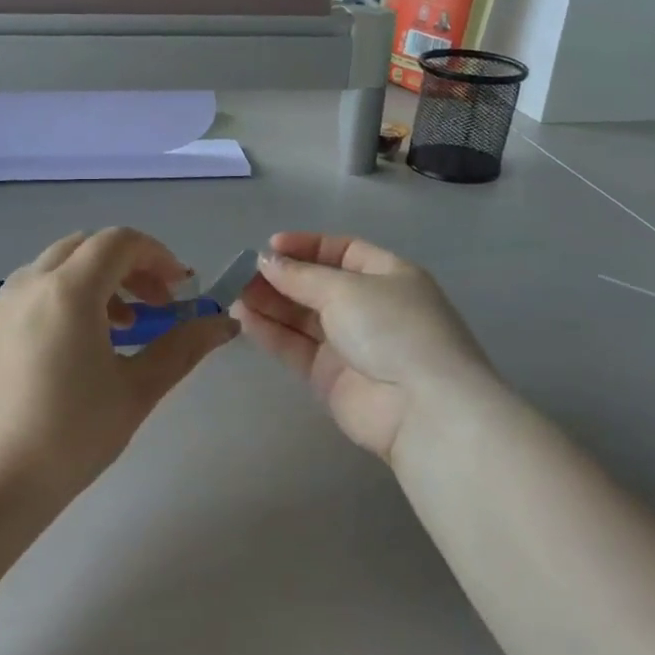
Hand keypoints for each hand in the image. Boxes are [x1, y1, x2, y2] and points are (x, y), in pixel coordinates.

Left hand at [0, 228, 237, 495]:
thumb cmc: (73, 436)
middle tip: (151, 307)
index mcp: (68, 291)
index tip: (178, 289)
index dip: (157, 256)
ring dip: (89, 284)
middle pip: (83, 247)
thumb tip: (225, 323)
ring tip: (112, 331)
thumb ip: (184, 347)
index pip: (119, 242)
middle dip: (125, 267)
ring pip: (49, 271)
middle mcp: (26, 285)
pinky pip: (20, 298)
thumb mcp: (138, 390)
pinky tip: (62, 353)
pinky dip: (52, 304)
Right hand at [233, 233, 494, 466]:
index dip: (306, 247)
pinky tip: (244, 319)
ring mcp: (351, 344)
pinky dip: (271, 333)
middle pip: (317, 285)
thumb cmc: (393, 328)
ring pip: (302, 318)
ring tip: (233, 294)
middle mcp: (370, 307)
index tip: (270, 246)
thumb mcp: (346, 289)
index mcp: (388, 276)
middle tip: (241, 273)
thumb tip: (266, 262)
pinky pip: (296, 347)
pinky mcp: (331, 378)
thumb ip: (301, 276)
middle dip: (281, 278)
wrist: (421, 408)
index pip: (343, 251)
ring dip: (270, 304)